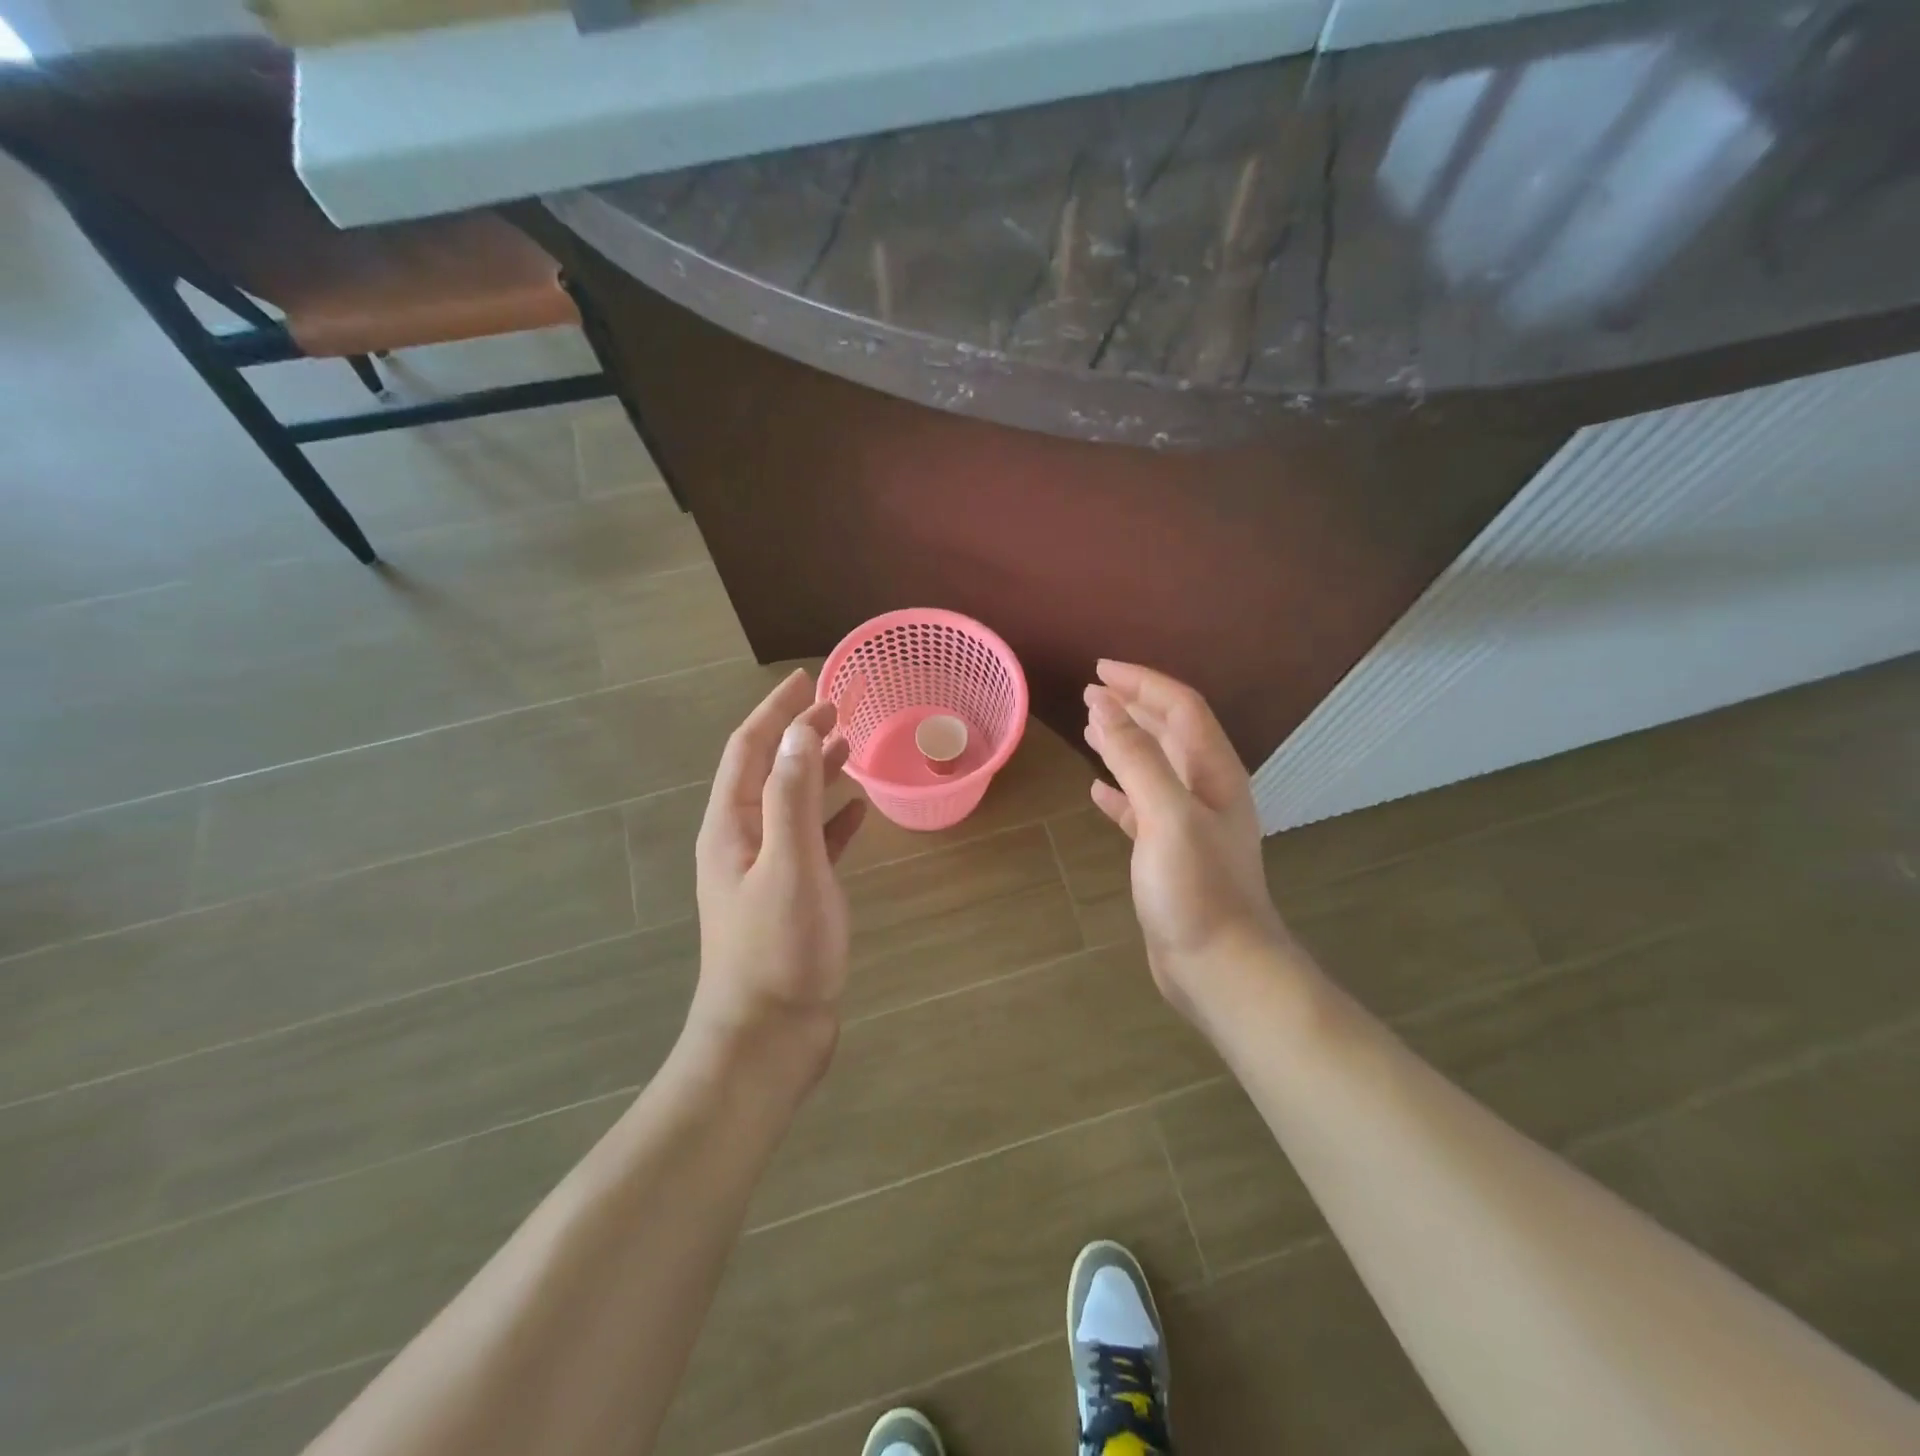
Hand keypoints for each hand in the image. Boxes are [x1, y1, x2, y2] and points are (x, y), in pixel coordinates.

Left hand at [689, 669, 866, 1075]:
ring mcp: (764, 870)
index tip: (808, 679)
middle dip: (797, 734)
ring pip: (791, 803)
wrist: (767, 1038)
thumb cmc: (778, 949)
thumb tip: (798, 730)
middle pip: (768, 770)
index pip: (750, 749)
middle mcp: (741, 840)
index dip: (776, 711)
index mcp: (731, 826)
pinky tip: (857, 813)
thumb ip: (792, 795)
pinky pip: (810, 842)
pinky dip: (830, 819)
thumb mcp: (788, 864)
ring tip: (850, 746)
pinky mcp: (790, 897)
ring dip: (815, 771)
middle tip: (839, 706)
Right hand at [1083, 661, 1290, 1021]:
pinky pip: (1141, 809)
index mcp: (1213, 773)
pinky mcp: (1170, 855)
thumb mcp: (1165, 814)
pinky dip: (1119, 793)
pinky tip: (1096, 793)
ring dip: (1125, 744)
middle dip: (1134, 706)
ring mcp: (1189, 824)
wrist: (1220, 967)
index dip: (1142, 683)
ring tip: (1091, 728)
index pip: (1180, 708)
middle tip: (1092, 692)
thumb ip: (1136, 757)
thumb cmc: (1196, 888)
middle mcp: (1206, 791)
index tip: (1100, 670)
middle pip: (1170, 732)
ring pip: (1155, 768)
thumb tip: (1104, 704)